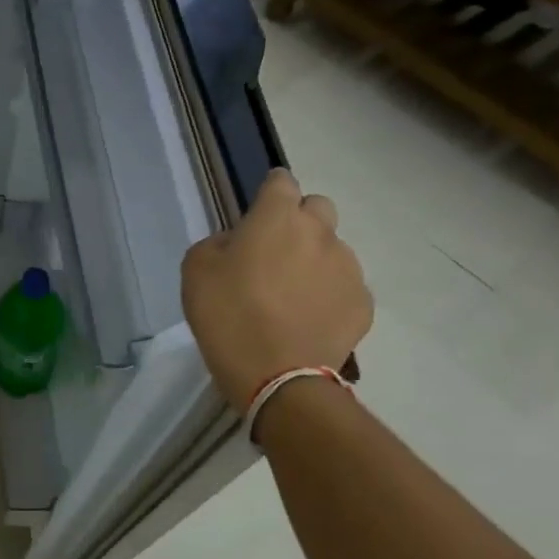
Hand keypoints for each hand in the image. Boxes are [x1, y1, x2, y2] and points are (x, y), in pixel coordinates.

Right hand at [180, 170, 371, 411]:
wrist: (277, 377)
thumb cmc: (227, 316)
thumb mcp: (196, 270)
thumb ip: (219, 243)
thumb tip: (239, 244)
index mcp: (277, 217)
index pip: (281, 181)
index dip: (268, 193)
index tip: (256, 214)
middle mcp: (320, 232)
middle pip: (318, 207)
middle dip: (299, 221)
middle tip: (274, 254)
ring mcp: (348, 268)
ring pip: (333, 249)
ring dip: (314, 260)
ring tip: (291, 297)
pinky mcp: (363, 303)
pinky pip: (345, 287)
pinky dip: (329, 296)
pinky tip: (308, 321)